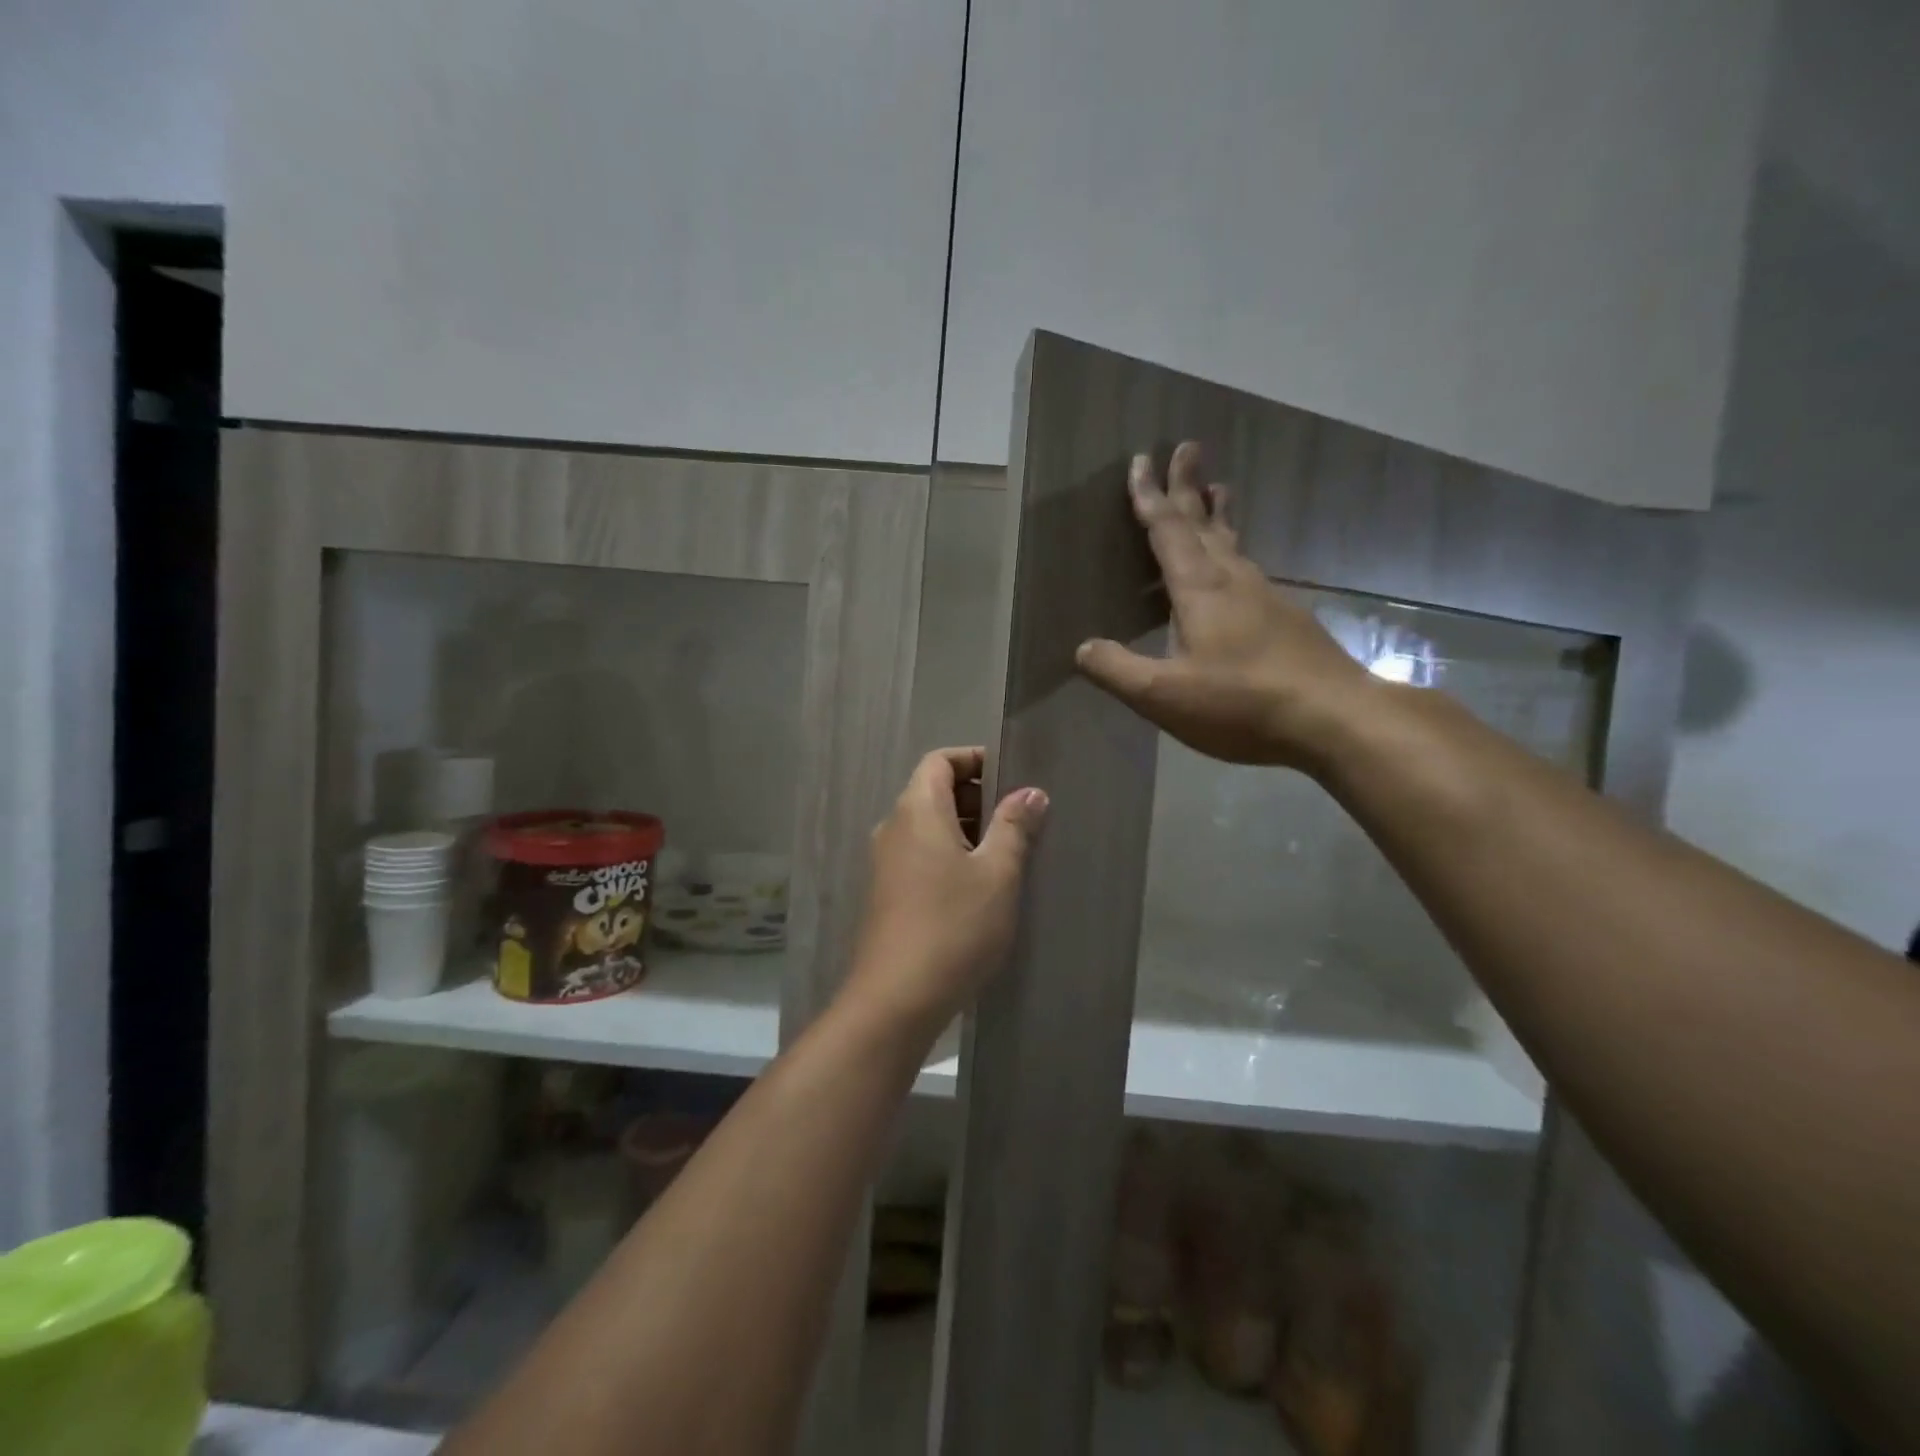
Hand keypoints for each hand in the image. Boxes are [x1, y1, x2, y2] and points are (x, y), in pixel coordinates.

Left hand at [843, 747, 1047, 1036]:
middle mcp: (893, 828)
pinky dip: (949, 856)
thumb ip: (1014, 827)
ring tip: (1007, 856)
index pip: (940, 761)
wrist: (895, 1000)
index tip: (1012, 778)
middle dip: (977, 798)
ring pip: (928, 827)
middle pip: (933, 791)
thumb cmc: (953, 926)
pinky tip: (979, 889)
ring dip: (966, 831)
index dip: (974, 760)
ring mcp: (885, 863)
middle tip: (1019, 821)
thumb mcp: (997, 874)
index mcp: (916, 810)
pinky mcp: (886, 894)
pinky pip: (920, 856)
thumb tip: (1030, 793)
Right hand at [1075, 442, 1372, 771]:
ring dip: (1217, 515)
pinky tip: (1236, 569)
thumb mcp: (1164, 695)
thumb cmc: (1242, 703)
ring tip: (1216, 491)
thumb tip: (1083, 648)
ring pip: (1233, 544)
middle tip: (1187, 448)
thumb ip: (1118, 670)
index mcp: (1201, 590)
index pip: (1168, 532)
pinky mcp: (1287, 619)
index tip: (1142, 460)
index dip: (1150, 497)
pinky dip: (1233, 551)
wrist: (1335, 718)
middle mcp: (1235, 581)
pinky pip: (1248, 569)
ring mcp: (1267, 598)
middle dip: (1189, 487)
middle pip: (1206, 524)